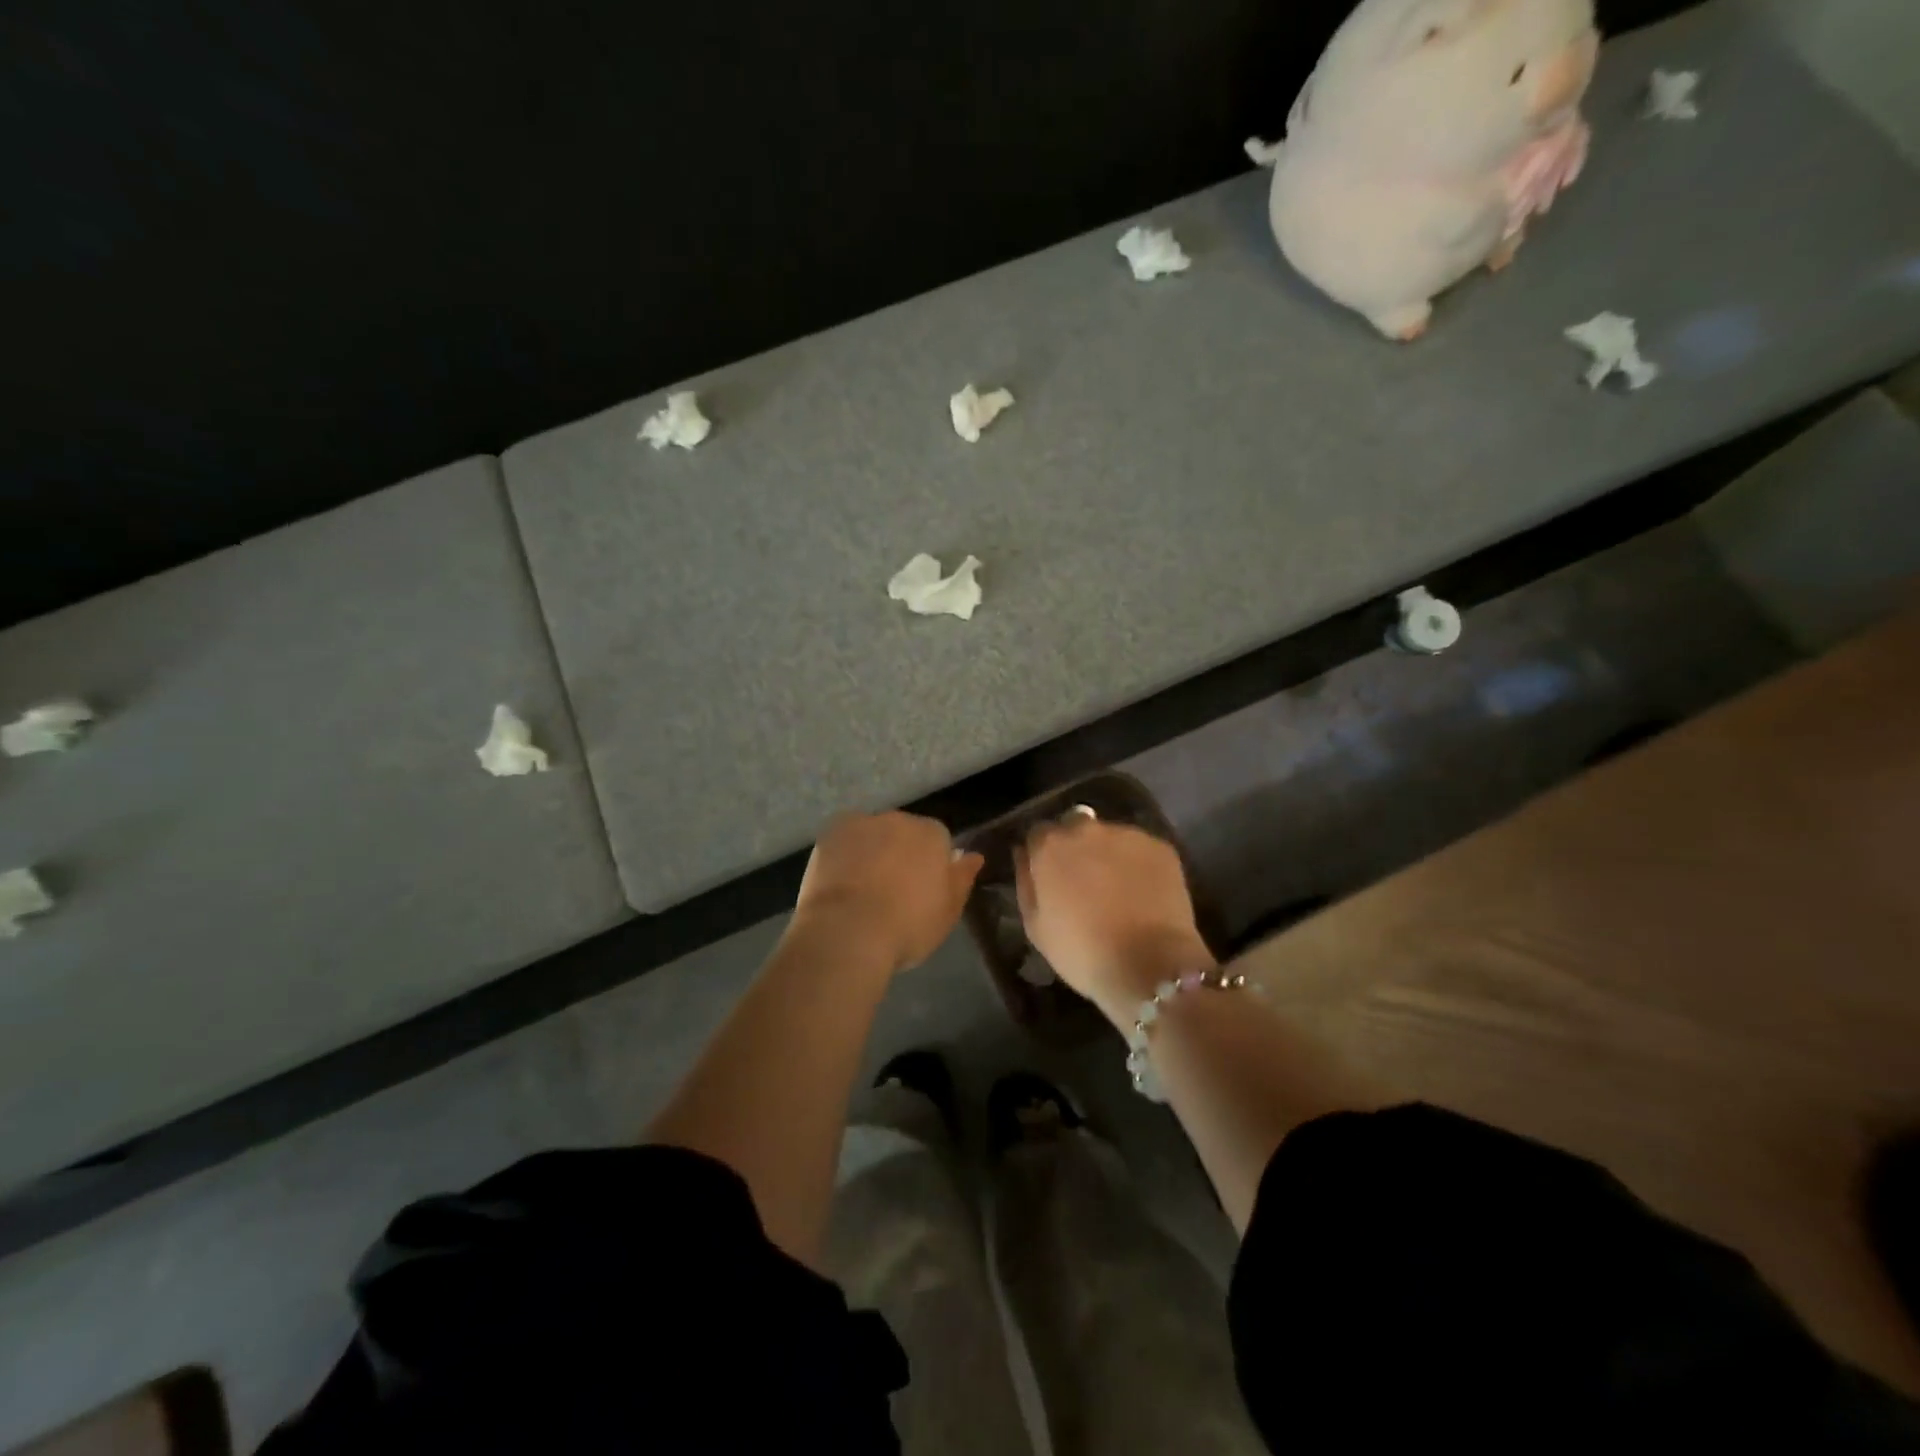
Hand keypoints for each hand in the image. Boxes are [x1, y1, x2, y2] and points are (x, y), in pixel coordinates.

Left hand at [793, 812, 983, 974]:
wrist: (848, 931)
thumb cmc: (908, 926)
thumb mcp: (948, 912)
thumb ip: (962, 879)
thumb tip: (973, 856)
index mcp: (933, 835)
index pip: (938, 841)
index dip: (929, 865)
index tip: (921, 891)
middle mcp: (900, 819)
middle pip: (904, 832)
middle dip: (900, 853)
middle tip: (892, 890)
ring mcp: (863, 823)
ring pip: (873, 834)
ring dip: (872, 851)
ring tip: (861, 889)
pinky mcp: (831, 832)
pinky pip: (844, 839)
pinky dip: (844, 853)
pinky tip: (839, 881)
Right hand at [1016, 816, 1213, 1026]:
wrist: (1150, 965)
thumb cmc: (1082, 952)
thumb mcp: (1035, 926)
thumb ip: (1026, 882)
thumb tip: (1024, 855)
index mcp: (1050, 846)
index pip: (1038, 834)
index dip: (1043, 855)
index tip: (1050, 878)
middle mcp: (1086, 829)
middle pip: (1075, 827)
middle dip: (1076, 848)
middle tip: (1085, 883)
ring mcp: (1127, 835)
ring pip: (1110, 837)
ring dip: (1109, 855)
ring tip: (1119, 891)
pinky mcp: (1161, 847)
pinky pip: (1140, 850)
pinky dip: (1138, 865)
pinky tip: (1144, 894)